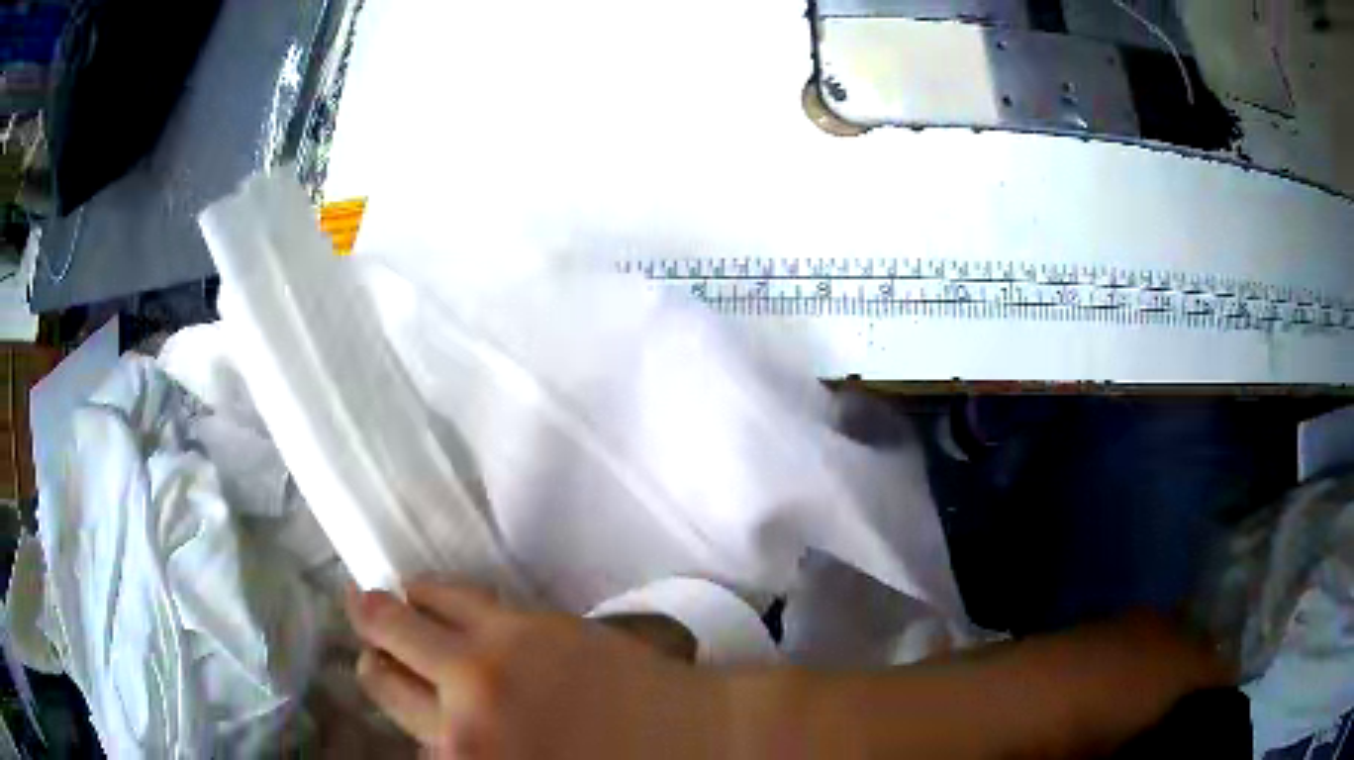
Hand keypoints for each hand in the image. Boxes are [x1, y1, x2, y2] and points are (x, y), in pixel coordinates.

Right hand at [345, 580, 723, 758]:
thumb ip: (471, 757)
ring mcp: (485, 669)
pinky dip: (426, 591)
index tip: (379, 683)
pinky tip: (419, 589)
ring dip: (382, 616)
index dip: (387, 705)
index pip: (397, 736)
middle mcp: (459, 726)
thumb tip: (430, 738)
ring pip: (399, 626)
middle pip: (382, 682)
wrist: (702, 744)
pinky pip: (450, 597)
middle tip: (367, 649)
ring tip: (374, 606)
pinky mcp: (520, 627)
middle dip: (373, 665)